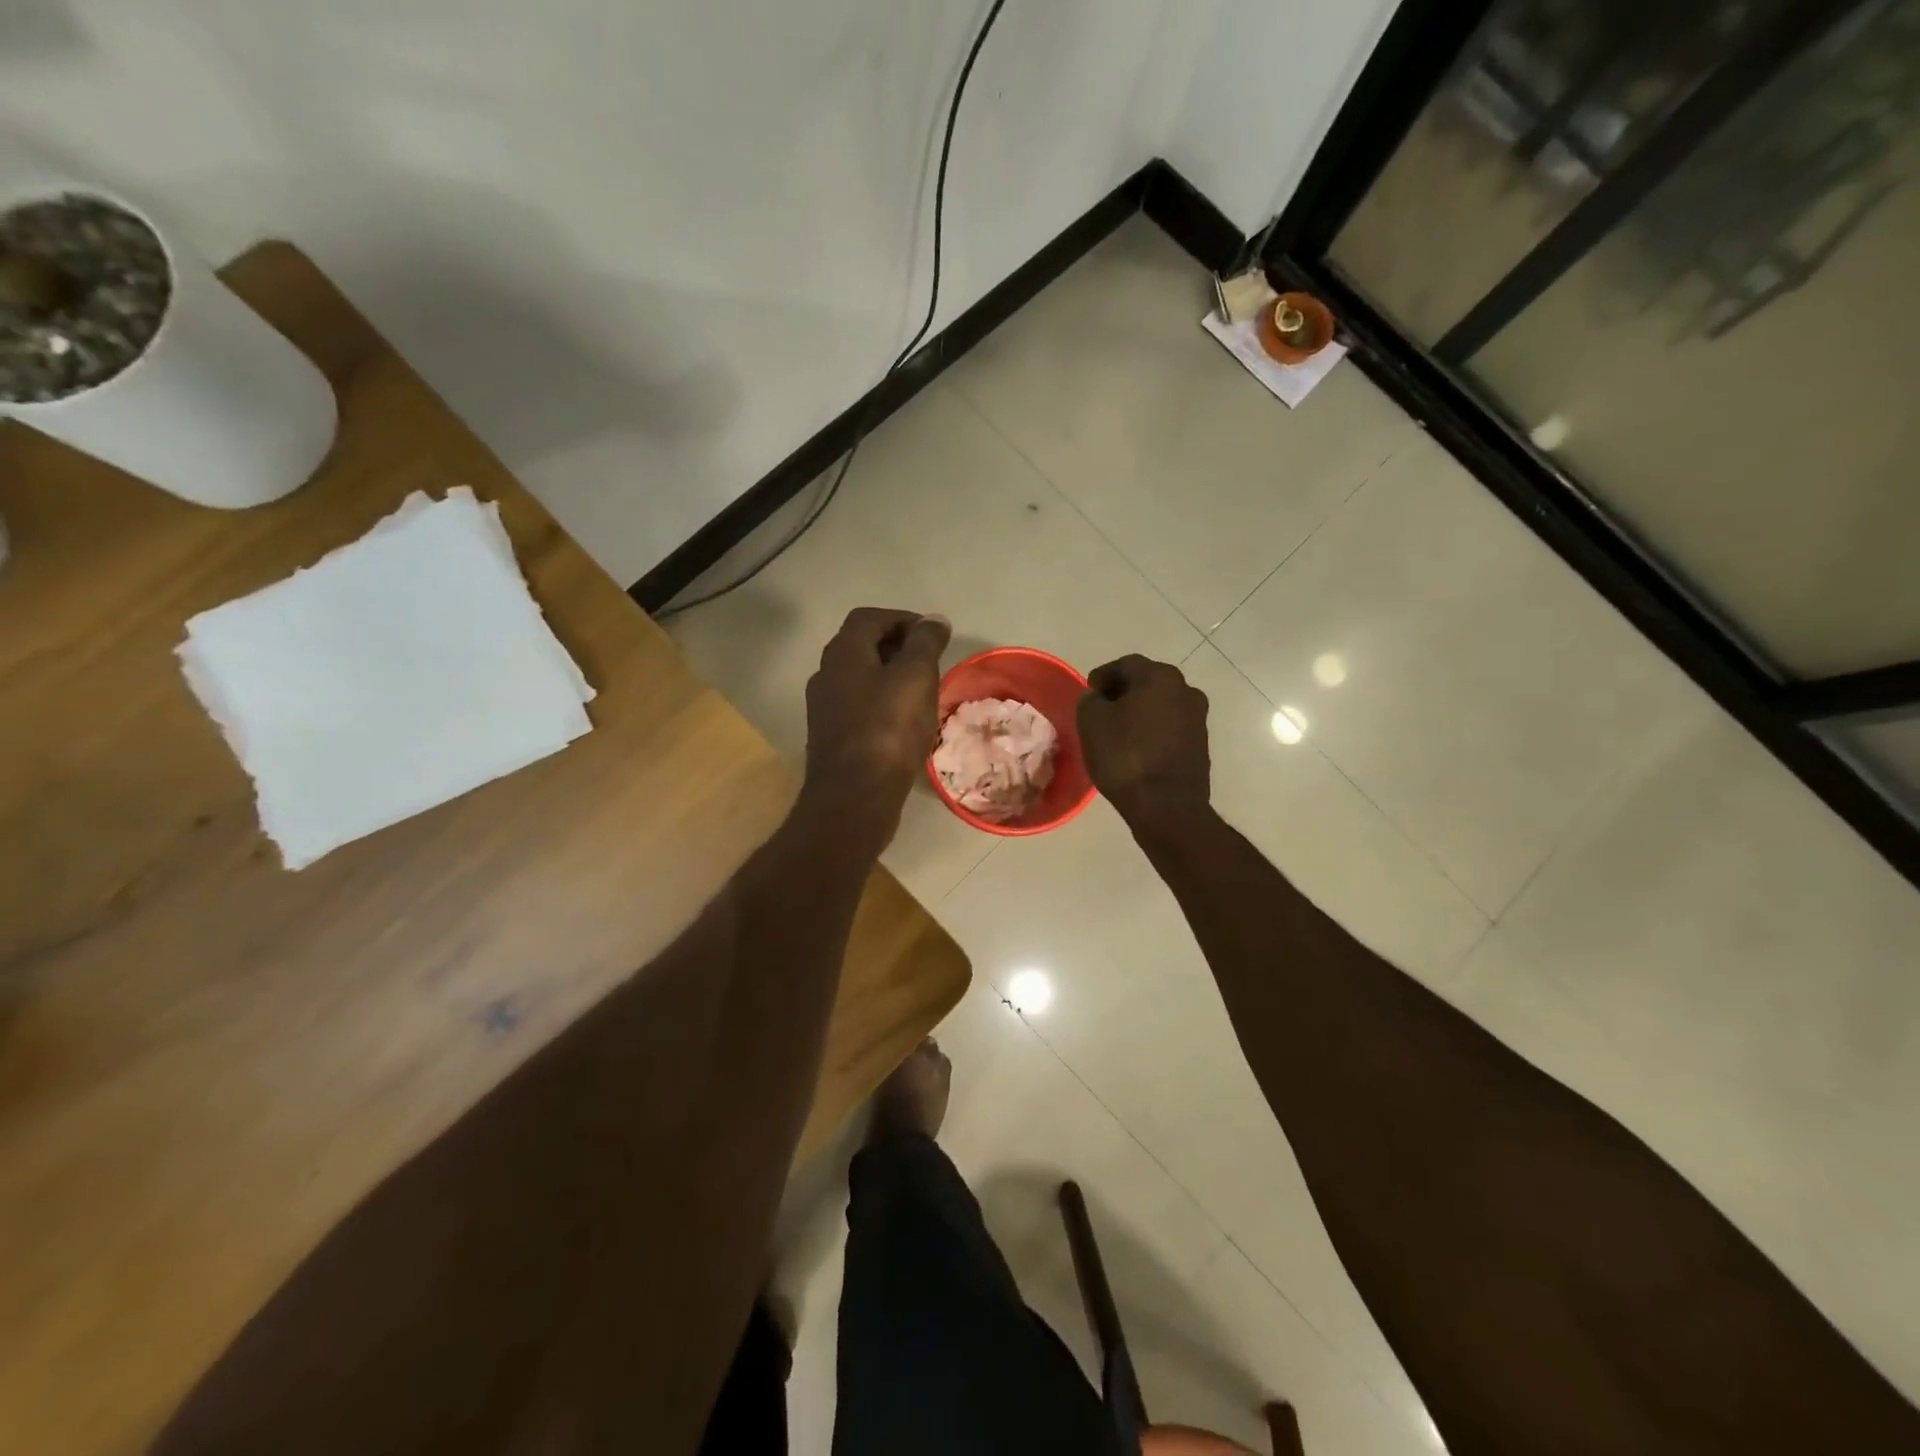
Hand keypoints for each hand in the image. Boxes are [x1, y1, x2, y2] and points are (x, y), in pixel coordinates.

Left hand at [803, 608, 951, 832]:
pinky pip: (859, 707)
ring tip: (922, 692)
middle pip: (862, 646)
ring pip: (860, 678)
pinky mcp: (831, 737)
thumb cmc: (888, 730)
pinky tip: (903, 723)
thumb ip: (925, 643)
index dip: (903, 619)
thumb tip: (933, 620)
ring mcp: (824, 707)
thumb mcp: (916, 677)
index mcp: (843, 652)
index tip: (932, 636)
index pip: (871, 617)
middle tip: (930, 662)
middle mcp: (826, 673)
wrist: (854, 796)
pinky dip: (882, 703)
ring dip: (890, 677)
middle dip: (897, 647)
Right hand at [1077, 655, 1210, 825]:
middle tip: (1101, 708)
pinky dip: (1152, 730)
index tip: (1088, 691)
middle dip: (1123, 692)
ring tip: (1118, 729)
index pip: (1126, 664)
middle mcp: (1186, 690)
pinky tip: (1137, 747)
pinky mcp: (1200, 744)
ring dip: (1140, 711)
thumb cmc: (1125, 757)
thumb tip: (1098, 698)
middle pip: (1147, 682)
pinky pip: (1170, 727)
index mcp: (1160, 677)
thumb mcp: (1091, 723)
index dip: (1103, 675)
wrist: (1166, 806)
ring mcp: (1197, 718)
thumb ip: (1090, 700)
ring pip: (1161, 705)